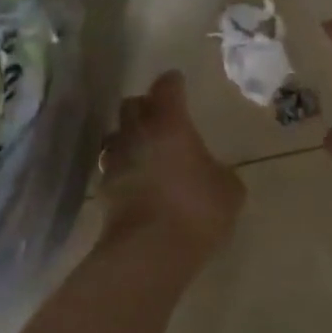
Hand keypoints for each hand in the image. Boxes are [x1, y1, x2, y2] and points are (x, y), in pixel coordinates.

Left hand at [98, 71, 244, 260]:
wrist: (149, 252)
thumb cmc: (196, 210)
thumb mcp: (228, 190)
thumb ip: (221, 173)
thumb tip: (214, 172)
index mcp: (170, 123)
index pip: (167, 88)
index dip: (173, 82)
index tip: (177, 80)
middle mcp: (138, 133)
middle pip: (132, 105)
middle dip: (145, 106)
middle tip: (159, 115)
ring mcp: (115, 160)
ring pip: (116, 134)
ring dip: (129, 135)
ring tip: (143, 147)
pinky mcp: (102, 189)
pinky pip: (111, 166)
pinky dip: (122, 166)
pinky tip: (135, 179)